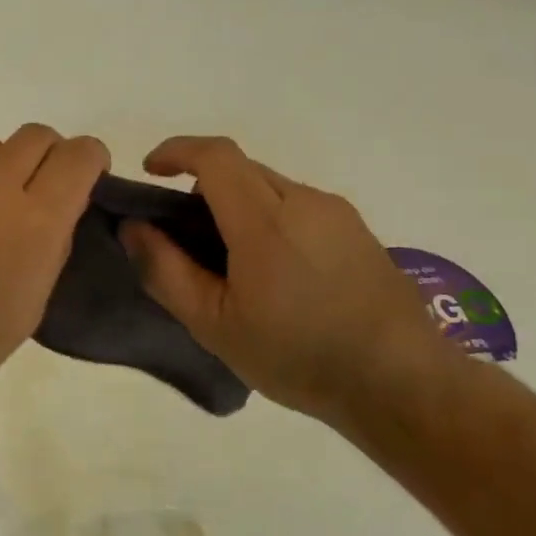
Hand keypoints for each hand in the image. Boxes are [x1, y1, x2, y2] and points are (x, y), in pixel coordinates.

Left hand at [0, 123, 108, 435]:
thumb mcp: (28, 307)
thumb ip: (49, 248)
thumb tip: (54, 216)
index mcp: (33, 221)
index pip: (78, 155)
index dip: (90, 160)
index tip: (86, 178)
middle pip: (35, 135)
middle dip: (48, 155)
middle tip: (38, 191)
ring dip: (0, 169)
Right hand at [120, 136, 455, 425]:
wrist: (402, 384)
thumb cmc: (297, 356)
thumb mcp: (214, 324)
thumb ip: (165, 270)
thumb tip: (133, 227)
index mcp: (265, 220)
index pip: (216, 156)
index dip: (176, 151)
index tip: (150, 171)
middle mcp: (304, 201)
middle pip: (241, 169)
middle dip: (202, 185)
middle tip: (183, 236)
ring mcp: (337, 213)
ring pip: (270, 188)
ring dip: (237, 206)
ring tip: (230, 265)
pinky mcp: (358, 231)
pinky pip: (299, 206)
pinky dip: (269, 220)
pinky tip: (274, 275)